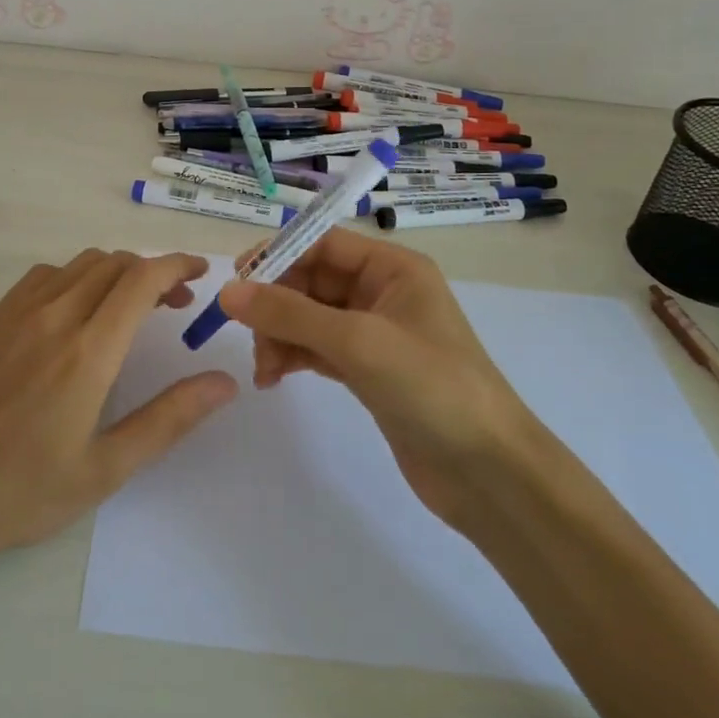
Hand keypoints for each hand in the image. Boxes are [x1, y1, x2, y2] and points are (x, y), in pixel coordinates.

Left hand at [0, 251, 236, 620]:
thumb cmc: (20, 494)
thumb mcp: (105, 469)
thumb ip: (169, 419)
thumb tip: (224, 382)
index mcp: (87, 352)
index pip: (142, 279)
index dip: (178, 265)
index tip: (202, 273)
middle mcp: (54, 316)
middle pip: (115, 263)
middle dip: (153, 271)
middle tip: (175, 304)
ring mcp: (17, 312)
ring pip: (80, 264)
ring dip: (116, 272)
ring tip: (131, 307)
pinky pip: (45, 276)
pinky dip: (76, 277)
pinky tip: (76, 312)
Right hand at [217, 229, 535, 533]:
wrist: (490, 474)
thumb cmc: (432, 387)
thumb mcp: (358, 342)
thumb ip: (290, 314)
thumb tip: (227, 291)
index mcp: (393, 268)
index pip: (322, 243)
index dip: (277, 255)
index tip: (236, 279)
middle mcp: (383, 292)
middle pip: (312, 280)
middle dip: (276, 304)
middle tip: (245, 333)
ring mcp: (376, 333)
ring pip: (310, 317)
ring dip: (280, 335)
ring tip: (265, 369)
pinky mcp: (369, 371)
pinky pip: (318, 349)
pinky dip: (294, 357)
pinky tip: (273, 377)